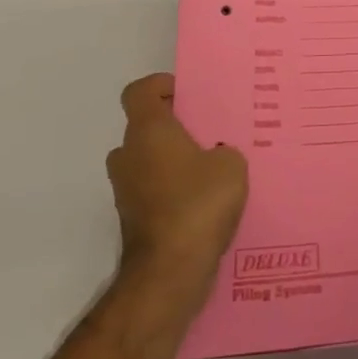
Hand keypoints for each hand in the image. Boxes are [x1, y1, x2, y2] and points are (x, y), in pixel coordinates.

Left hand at [110, 74, 248, 307]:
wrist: (169, 272)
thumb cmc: (198, 203)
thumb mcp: (231, 165)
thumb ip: (223, 151)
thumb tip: (215, 158)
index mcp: (148, 131)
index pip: (139, 92)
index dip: (161, 85)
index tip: (189, 94)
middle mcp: (128, 155)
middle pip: (146, 127)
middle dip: (174, 127)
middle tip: (211, 133)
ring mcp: (126, 190)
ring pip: (150, 161)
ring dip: (175, 161)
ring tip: (214, 170)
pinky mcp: (133, 220)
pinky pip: (155, 191)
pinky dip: (175, 191)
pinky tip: (207, 203)